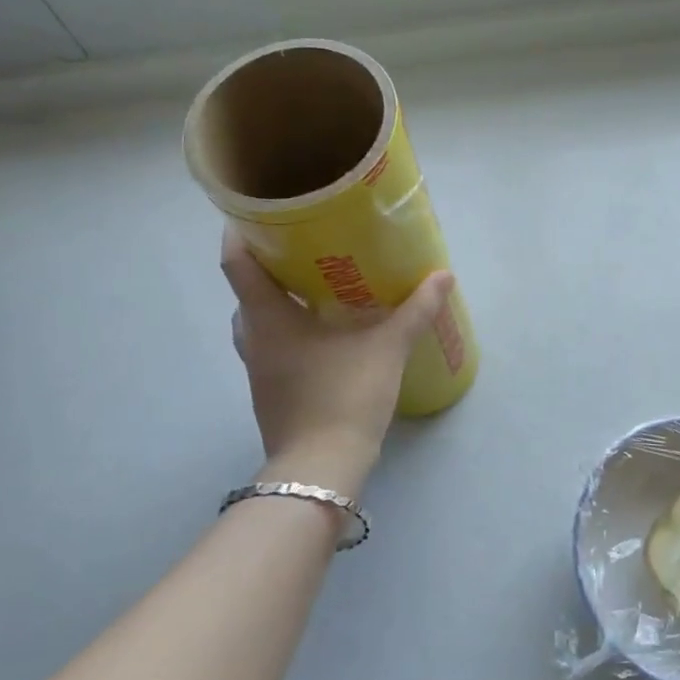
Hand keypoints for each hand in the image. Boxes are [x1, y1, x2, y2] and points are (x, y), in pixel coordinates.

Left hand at [223, 235, 454, 479]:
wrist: (323, 467)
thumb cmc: (345, 396)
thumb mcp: (387, 348)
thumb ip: (415, 310)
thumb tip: (443, 275)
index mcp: (268, 318)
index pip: (237, 263)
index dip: (240, 233)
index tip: (259, 213)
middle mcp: (253, 338)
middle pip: (247, 291)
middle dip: (269, 266)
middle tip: (305, 248)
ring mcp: (258, 369)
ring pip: (258, 322)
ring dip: (279, 302)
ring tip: (316, 288)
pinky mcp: (270, 391)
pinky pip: (272, 347)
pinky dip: (290, 331)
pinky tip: (325, 333)